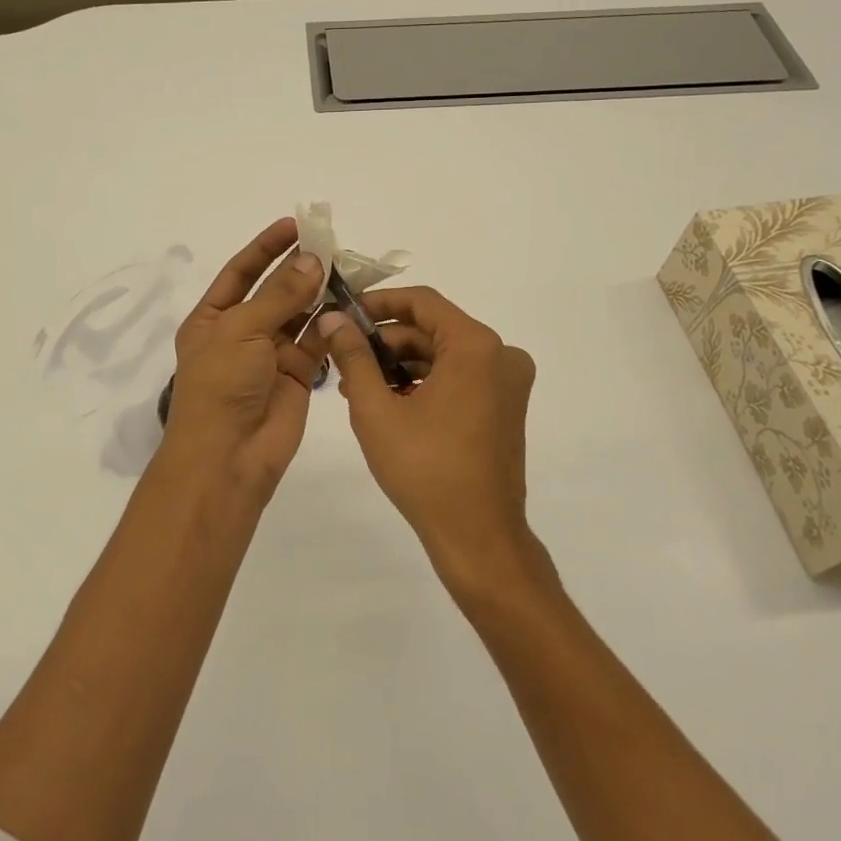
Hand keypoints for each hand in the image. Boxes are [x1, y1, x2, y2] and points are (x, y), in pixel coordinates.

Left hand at [161, 217, 325, 501]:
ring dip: (318, 292)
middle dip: (298, 267)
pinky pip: (317, 341)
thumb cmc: (222, 384)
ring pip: (299, 313)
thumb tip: (312, 259)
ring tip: (346, 267)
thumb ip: (280, 294)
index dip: (265, 247)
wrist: (228, 457)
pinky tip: (350, 303)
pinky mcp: (298, 374)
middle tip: (330, 243)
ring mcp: (270, 354)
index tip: (294, 225)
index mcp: (212, 318)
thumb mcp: (243, 330)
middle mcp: (241, 332)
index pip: (240, 272)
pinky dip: (332, 323)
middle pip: (273, 290)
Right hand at [317, 287, 546, 590]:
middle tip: (344, 356)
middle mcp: (500, 355)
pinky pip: (459, 376)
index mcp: (476, 346)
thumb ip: (354, 356)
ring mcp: (507, 382)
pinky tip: (388, 401)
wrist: (478, 538)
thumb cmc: (426, 470)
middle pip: (432, 329)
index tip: (344, 314)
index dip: (379, 302)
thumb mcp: (377, 409)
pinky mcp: (505, 405)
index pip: (422, 302)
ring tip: (357, 385)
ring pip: (443, 354)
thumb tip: (333, 318)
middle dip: (385, 340)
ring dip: (401, 363)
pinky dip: (424, 381)